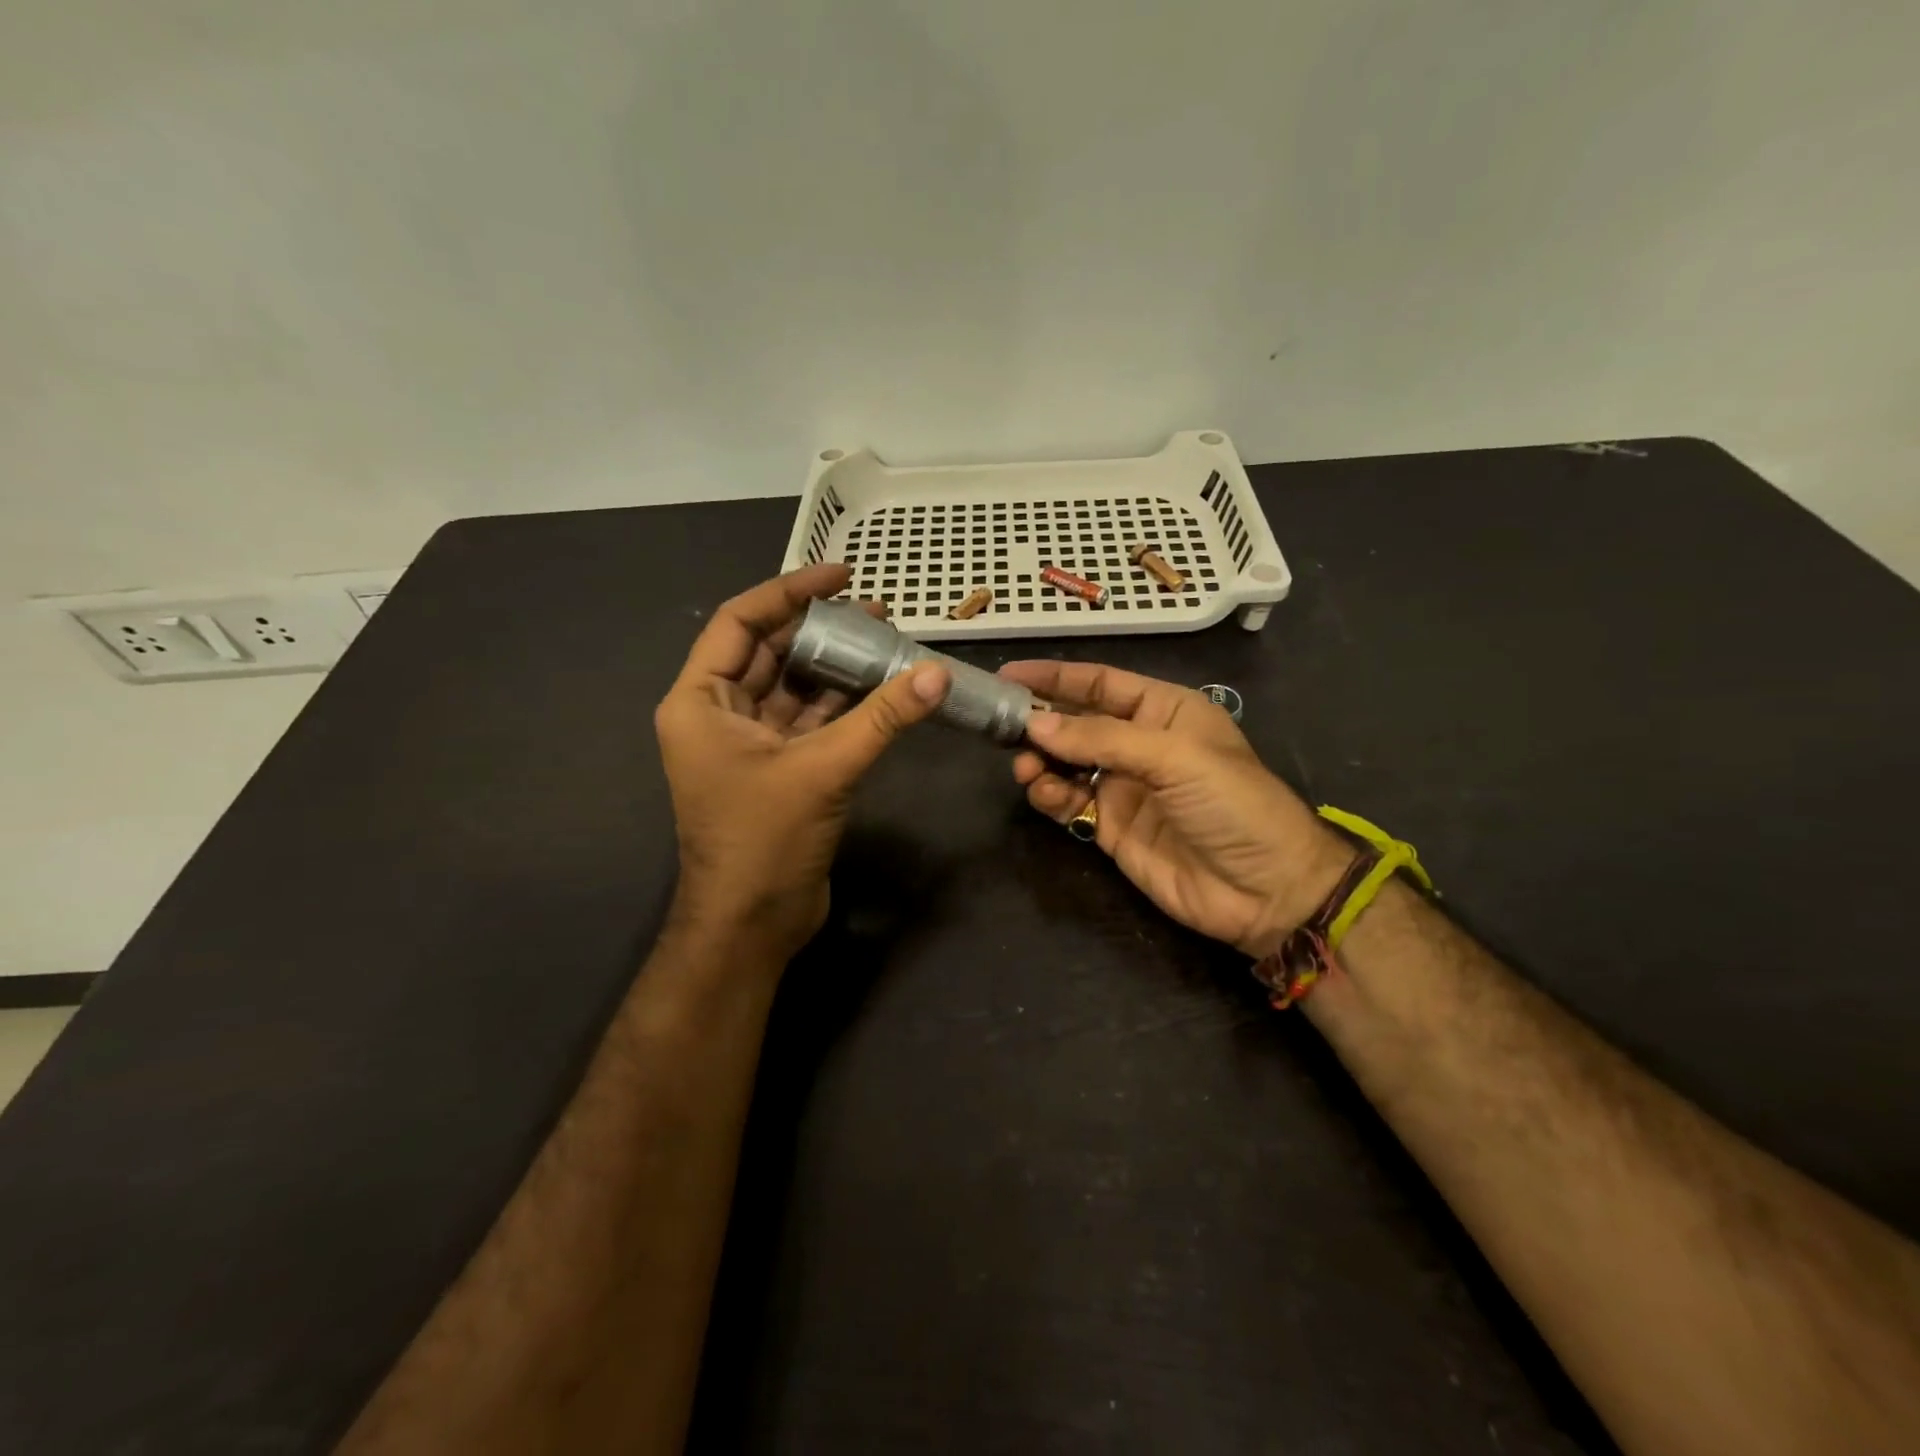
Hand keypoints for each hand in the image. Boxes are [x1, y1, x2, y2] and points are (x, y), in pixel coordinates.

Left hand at [655, 564, 948, 959]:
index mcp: (700, 701)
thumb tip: (937, 675)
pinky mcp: (779, 769)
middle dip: (820, 628)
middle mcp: (718, 715)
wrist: (752, 924)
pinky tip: (882, 689)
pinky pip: (811, 720)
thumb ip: (881, 718)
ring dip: (836, 667)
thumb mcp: (823, 770)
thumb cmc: (765, 839)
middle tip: (876, 611)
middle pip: (769, 651)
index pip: (740, 623)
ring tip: (886, 642)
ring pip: (794, 687)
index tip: (840, 574)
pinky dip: (843, 704)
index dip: (788, 592)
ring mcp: (749, 743)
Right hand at [1000, 661, 1352, 957]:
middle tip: (1003, 728)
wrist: (1266, 891)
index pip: (1100, 683)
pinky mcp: (1111, 827)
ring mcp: (1124, 787)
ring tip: (1026, 768)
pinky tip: (1045, 794)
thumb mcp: (1174, 758)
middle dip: (1040, 722)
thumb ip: (1102, 739)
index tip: (1008, 675)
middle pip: (1076, 722)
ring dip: (1040, 761)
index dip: (1054, 677)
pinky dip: (1050, 795)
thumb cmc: (1233, 804)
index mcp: (1164, 711)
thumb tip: (1035, 725)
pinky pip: (1069, 801)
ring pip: (1066, 762)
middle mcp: (1140, 743)